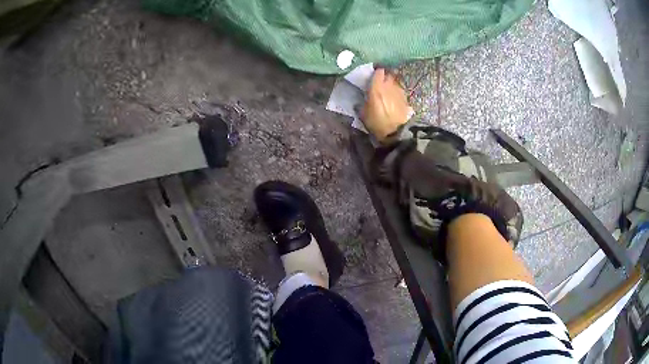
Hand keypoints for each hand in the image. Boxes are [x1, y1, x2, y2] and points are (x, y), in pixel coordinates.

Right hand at [361, 68, 409, 142]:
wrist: (397, 132)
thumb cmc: (377, 123)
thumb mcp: (364, 114)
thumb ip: (362, 104)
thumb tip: (360, 101)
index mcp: (377, 87)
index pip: (379, 71)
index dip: (376, 72)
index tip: (372, 75)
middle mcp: (389, 86)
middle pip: (388, 75)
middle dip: (384, 77)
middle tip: (379, 82)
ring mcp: (399, 91)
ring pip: (395, 82)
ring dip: (391, 84)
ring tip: (387, 91)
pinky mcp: (405, 99)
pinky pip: (399, 91)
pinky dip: (396, 92)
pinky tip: (393, 99)